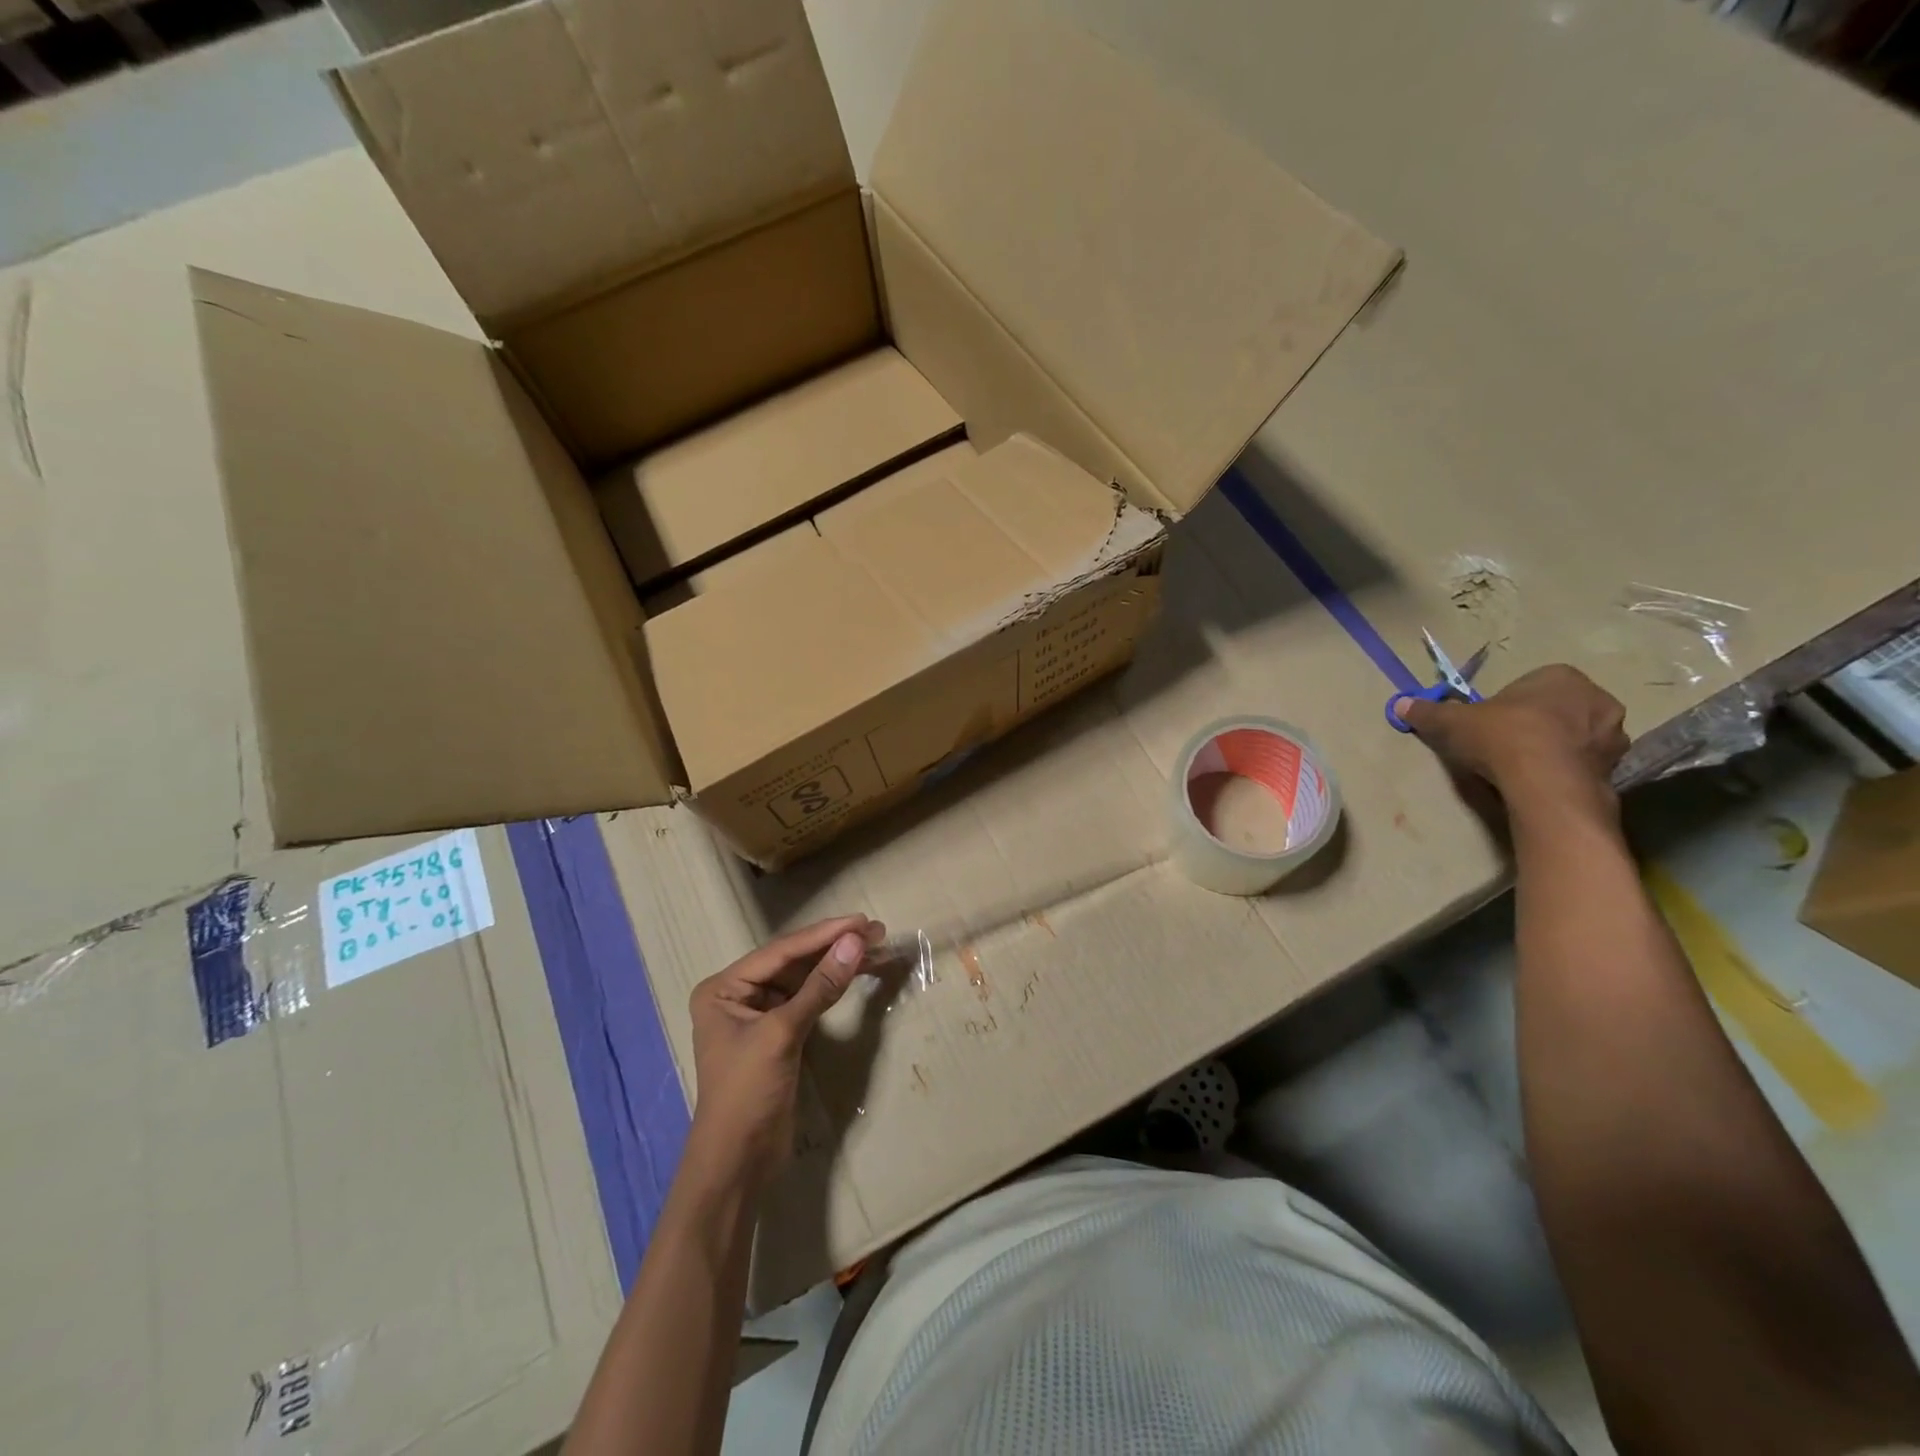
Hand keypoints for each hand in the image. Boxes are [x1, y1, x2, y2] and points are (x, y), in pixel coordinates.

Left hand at [683, 916, 880, 1191]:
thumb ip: (820, 986)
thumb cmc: (747, 1092)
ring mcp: (760, 1015)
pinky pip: (809, 1000)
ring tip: (876, 947)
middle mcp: (739, 994)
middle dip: (834, 945)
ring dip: (838, 964)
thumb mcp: (783, 1034)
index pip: (782, 951)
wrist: (738, 1163)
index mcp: (724, 987)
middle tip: (876, 930)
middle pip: (794, 961)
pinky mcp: (780, 1035)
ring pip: (805, 978)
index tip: (861, 921)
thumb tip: (856, 941)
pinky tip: (857, 974)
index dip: (824, 934)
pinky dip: (833, 988)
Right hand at [1397, 665, 1628, 799]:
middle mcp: (1596, 698)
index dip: (1506, 705)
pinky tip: (1540, 783)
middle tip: (1504, 745)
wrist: (1544, 783)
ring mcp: (1612, 735)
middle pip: (1556, 709)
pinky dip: (1565, 770)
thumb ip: (1429, 712)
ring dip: (1554, 748)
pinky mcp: (1617, 768)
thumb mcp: (1452, 722)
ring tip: (1522, 768)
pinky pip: (1583, 764)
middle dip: (1534, 724)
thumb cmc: (1502, 737)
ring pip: (1574, 737)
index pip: (1530, 685)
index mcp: (1560, 677)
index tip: (1487, 724)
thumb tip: (1400, 704)